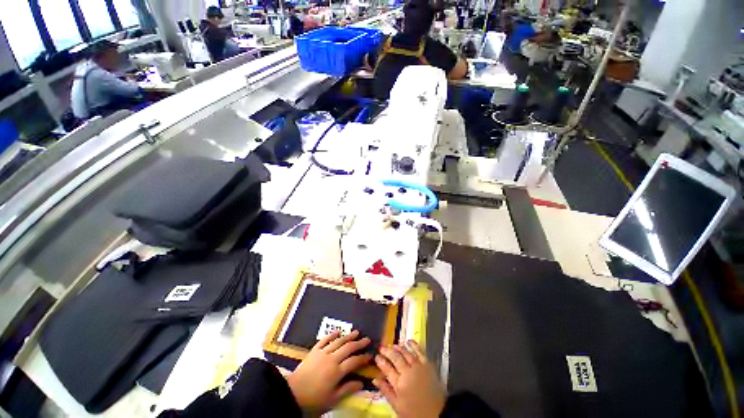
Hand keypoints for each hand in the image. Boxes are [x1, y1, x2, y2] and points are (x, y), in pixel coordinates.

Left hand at [287, 330, 371, 414]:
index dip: (363, 358)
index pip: (354, 361)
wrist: (292, 394)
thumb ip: (347, 389)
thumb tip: (361, 383)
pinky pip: (324, 340)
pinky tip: (337, 331)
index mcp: (337, 371)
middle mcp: (332, 358)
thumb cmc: (314, 400)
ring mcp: (323, 352)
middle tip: (367, 339)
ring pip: (338, 341)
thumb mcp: (332, 400)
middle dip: (359, 343)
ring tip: (356, 332)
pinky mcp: (314, 350)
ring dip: (348, 336)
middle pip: (348, 348)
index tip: (370, 355)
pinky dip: (332, 335)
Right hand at [373, 340, 445, 417]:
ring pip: (406, 353)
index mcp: (399, 384)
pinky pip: (419, 351)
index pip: (387, 369)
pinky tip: (408, 341)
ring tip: (393, 345)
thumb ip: (386, 391)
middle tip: (381, 347)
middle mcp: (408, 372)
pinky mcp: (427, 365)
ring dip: (398, 347)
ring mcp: (418, 367)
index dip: (380, 361)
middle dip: (387, 351)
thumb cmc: (414, 412)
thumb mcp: (397, 406)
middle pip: (395, 358)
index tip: (376, 356)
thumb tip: (374, 379)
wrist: (437, 414)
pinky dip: (413, 345)